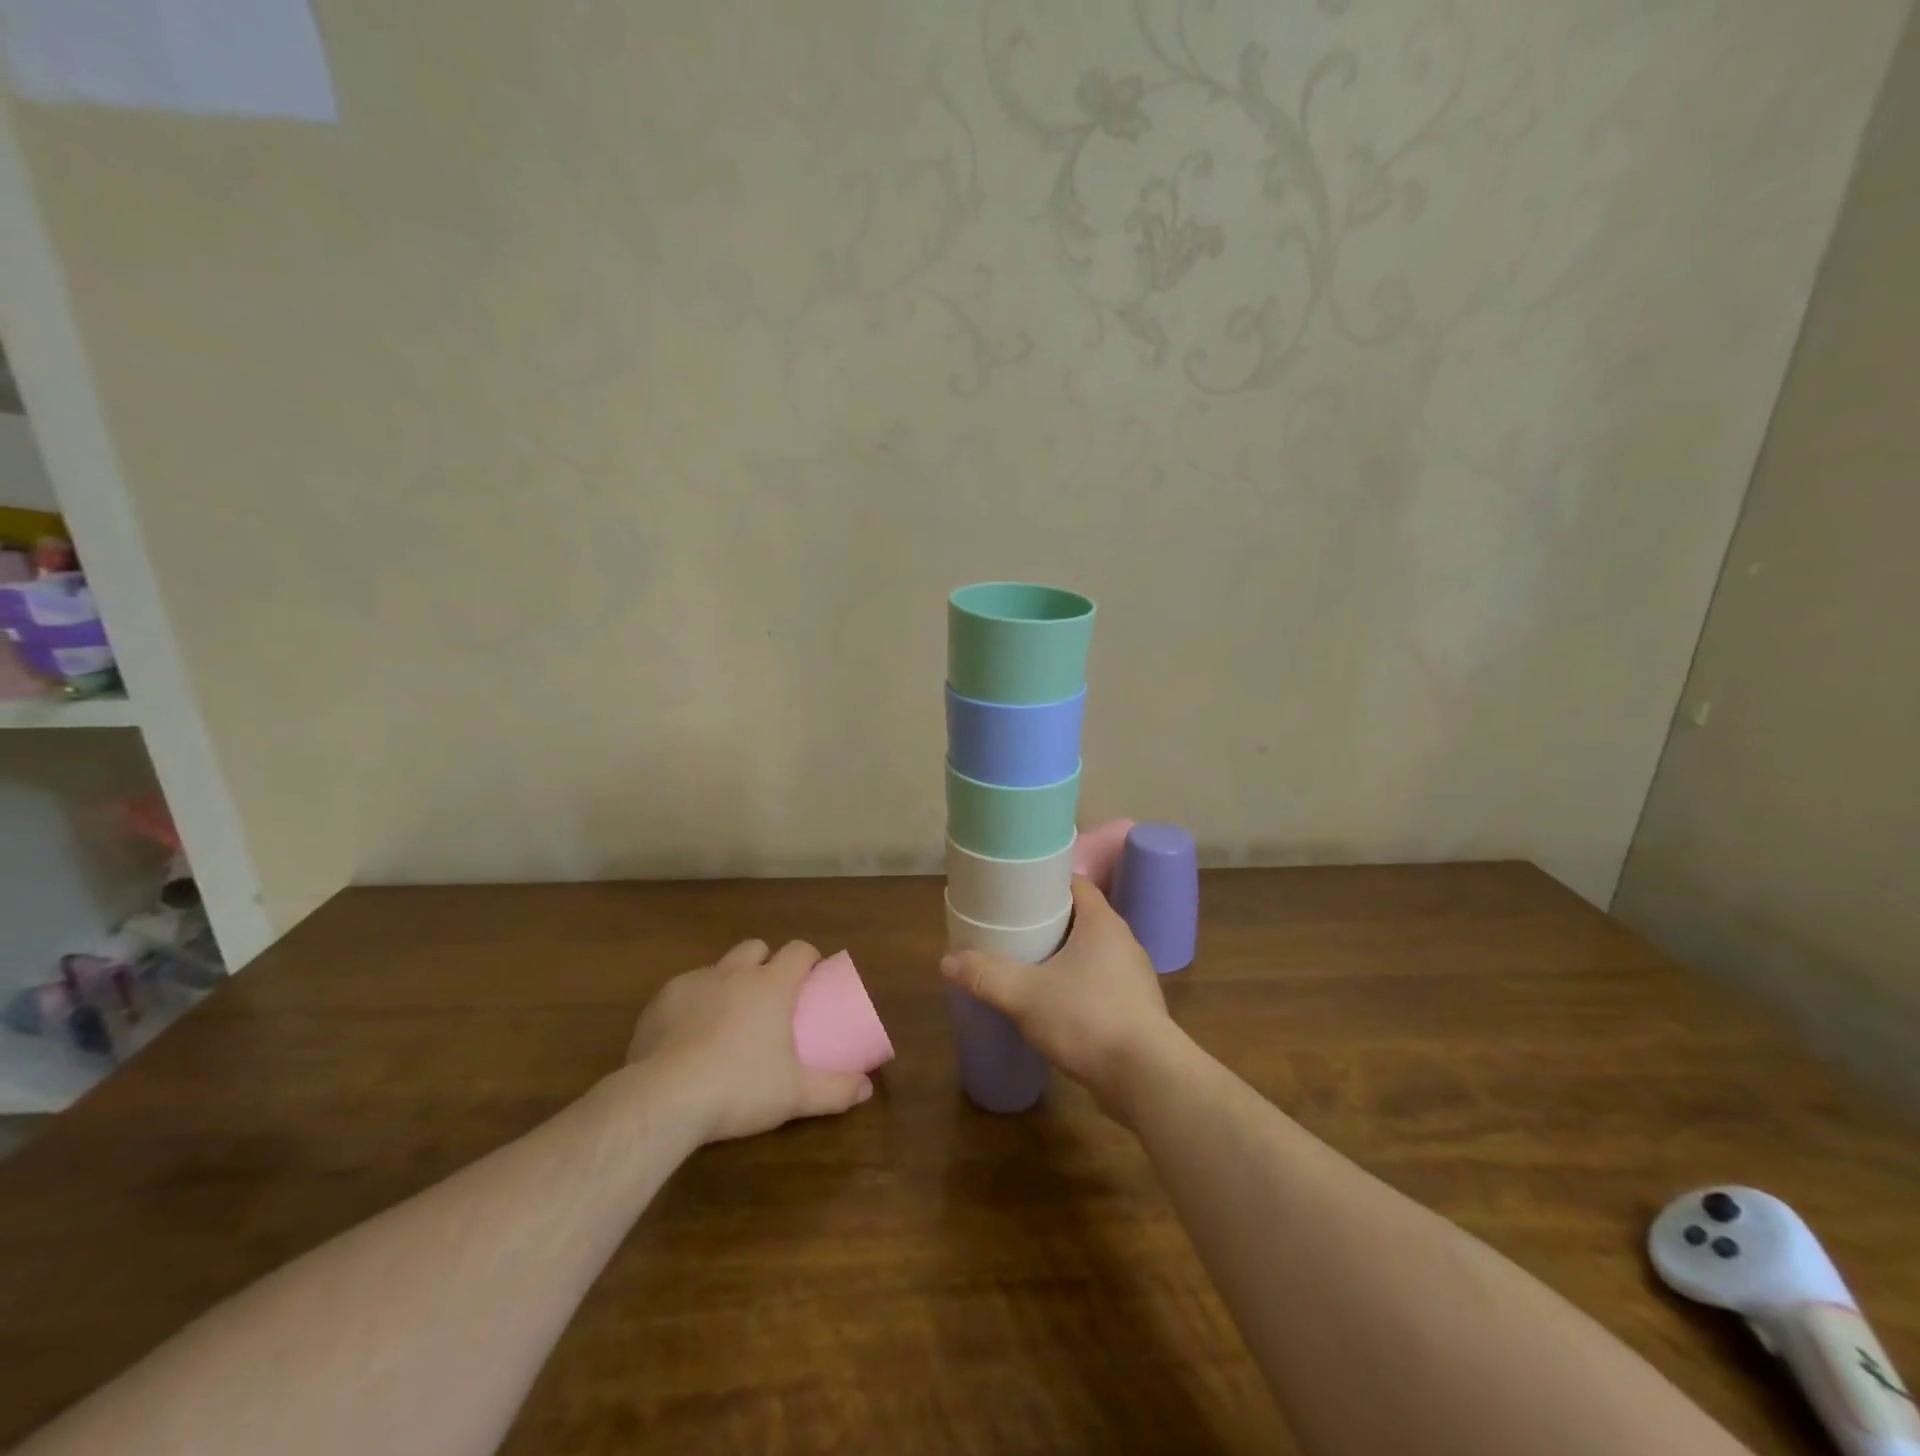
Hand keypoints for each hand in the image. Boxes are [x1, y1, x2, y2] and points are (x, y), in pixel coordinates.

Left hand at [626, 938, 873, 1143]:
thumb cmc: (739, 1088)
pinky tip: (688, 1036)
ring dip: (728, 981)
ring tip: (727, 1018)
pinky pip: (684, 991)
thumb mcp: (795, 1095)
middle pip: (756, 947)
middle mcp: (734, 972)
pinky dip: (693, 1004)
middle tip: (769, 995)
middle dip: (765, 962)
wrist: (664, 1098)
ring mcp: (694, 982)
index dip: (809, 958)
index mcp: (772, 984)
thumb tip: (866, 1089)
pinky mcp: (661, 1001)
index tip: (812, 977)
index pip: (799, 950)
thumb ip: (835, 1090)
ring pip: (718, 967)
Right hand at [940, 876, 1179, 1117]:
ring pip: (1091, 954)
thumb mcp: (1025, 995)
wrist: (1146, 1078)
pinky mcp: (1135, 1010)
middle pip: (1081, 918)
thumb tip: (947, 961)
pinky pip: (1100, 984)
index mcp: (1102, 923)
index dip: (1046, 882)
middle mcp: (1123, 942)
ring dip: (1063, 957)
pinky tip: (1054, 1005)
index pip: (1075, 884)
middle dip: (1048, 922)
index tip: (1016, 890)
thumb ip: (986, 976)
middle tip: (1012, 928)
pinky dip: (1077, 987)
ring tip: (1028, 965)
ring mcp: (1133, 977)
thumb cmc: (1087, 1018)